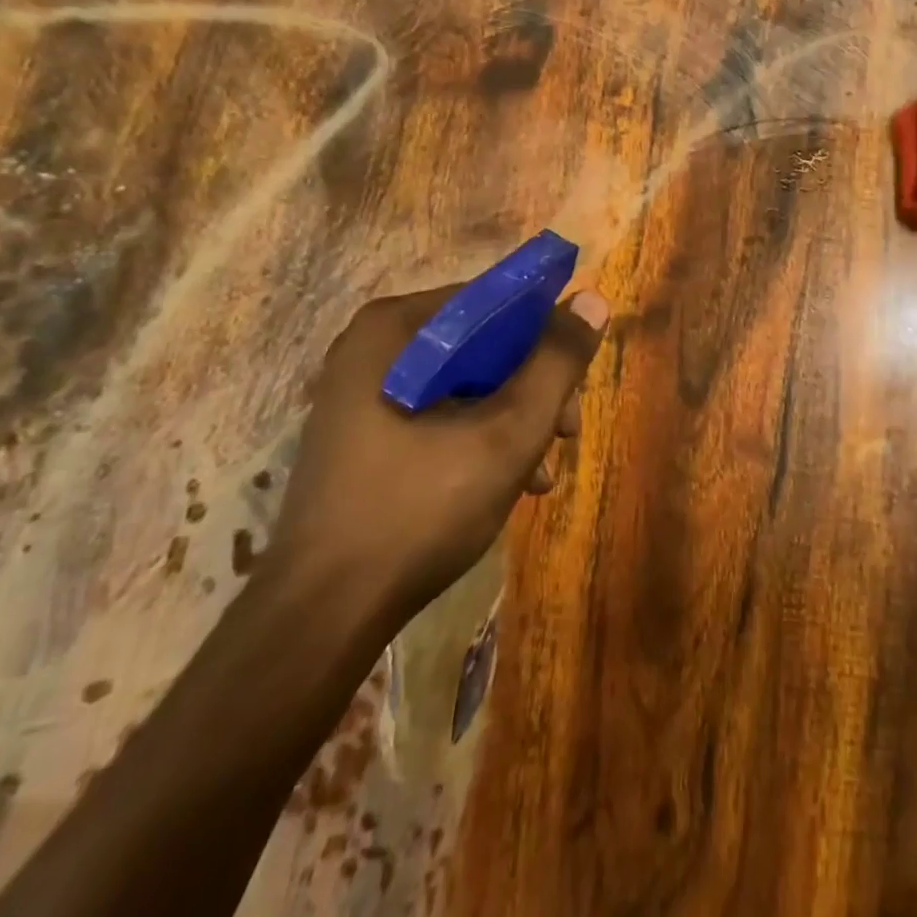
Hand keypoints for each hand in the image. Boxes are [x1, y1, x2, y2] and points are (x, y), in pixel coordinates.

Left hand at [266, 286, 609, 624]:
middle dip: (534, 388)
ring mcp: (365, 392)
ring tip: (542, 471)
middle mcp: (373, 348)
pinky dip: (481, 437)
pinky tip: (510, 483)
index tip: (575, 381)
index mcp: (394, 329)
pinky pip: (441, 412)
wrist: (323, 615)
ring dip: (515, 418)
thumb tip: (593, 301)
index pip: (494, 301)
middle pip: (483, 344)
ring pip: (468, 382)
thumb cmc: (420, 509)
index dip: (546, 334)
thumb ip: (557, 363)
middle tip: (565, 433)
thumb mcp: (508, 433)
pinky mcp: (366, 433)